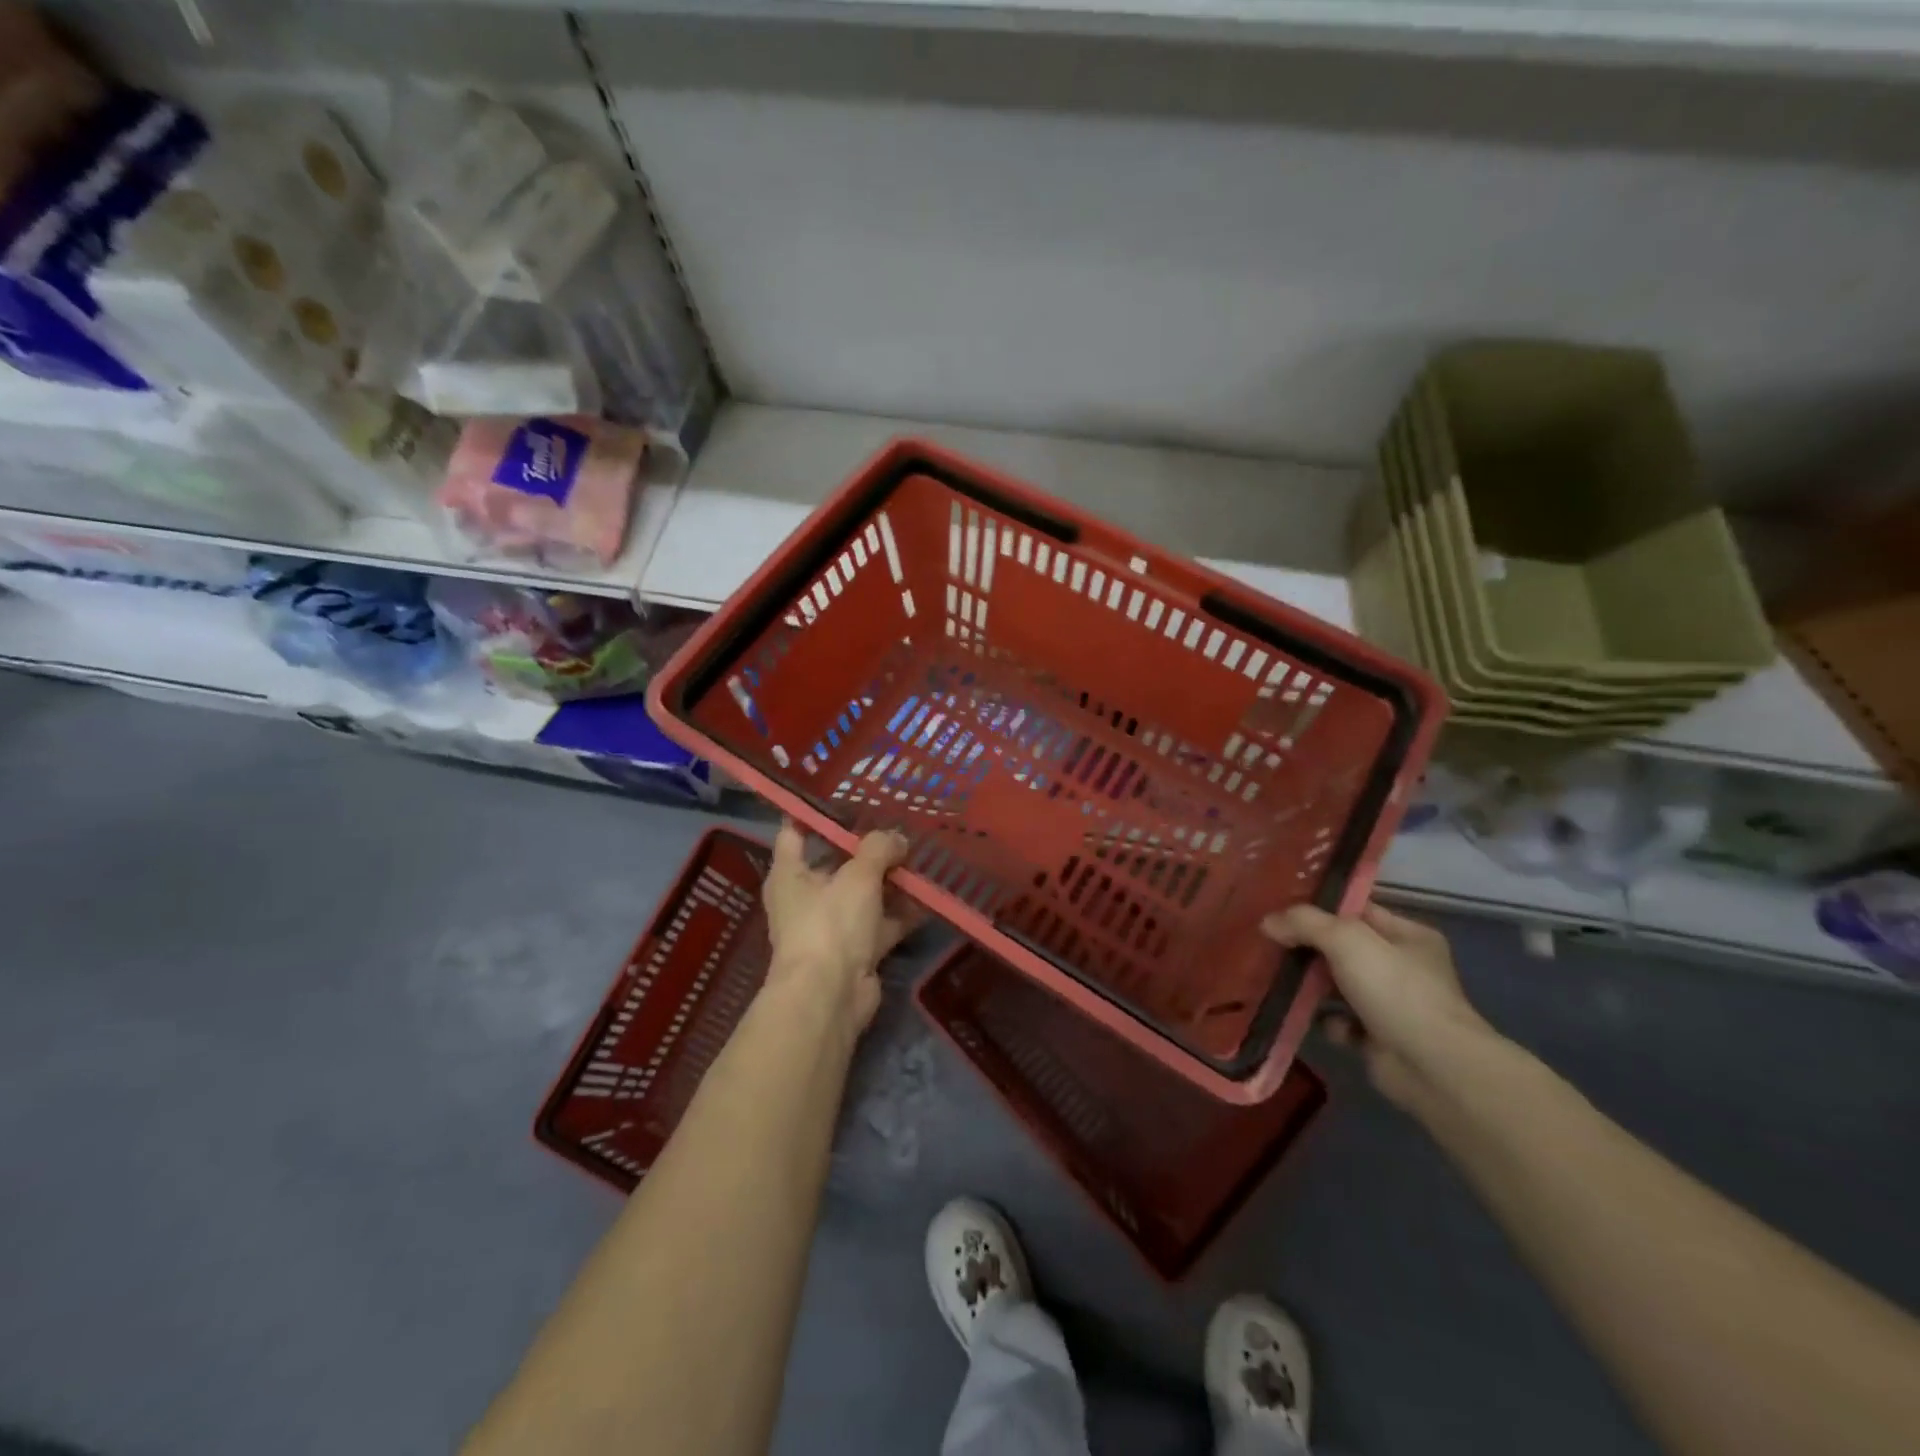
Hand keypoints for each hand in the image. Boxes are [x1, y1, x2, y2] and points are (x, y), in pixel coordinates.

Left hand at [763, 821, 915, 1030]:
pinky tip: (929, 898)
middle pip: (837, 863)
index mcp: (789, 874)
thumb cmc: (831, 923)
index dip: (814, 815)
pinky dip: (901, 913)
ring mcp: (831, 926)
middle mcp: (806, 898)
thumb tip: (898, 839)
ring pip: (863, 895)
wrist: (830, 996)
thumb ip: (879, 848)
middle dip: (867, 849)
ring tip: (921, 858)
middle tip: (898, 828)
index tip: (844, 799)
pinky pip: (881, 923)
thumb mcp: (858, 875)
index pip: (794, 833)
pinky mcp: (855, 951)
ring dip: (889, 882)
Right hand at [1262, 902, 1490, 1109]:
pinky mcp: (1379, 1039)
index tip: (1280, 909)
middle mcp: (1403, 967)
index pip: (1357, 911)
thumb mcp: (1347, 939)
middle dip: (1309, 948)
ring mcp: (1392, 1005)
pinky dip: (1325, 1020)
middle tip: (1270, 944)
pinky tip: (1309, 1018)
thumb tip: (1268, 922)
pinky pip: (1340, 1021)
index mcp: (1408, 935)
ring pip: (1339, 985)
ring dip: (1310, 986)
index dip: (1320, 908)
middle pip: (1344, 948)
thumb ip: (1305, 923)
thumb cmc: (1395, 989)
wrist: (1432, 1067)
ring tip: (1276, 979)